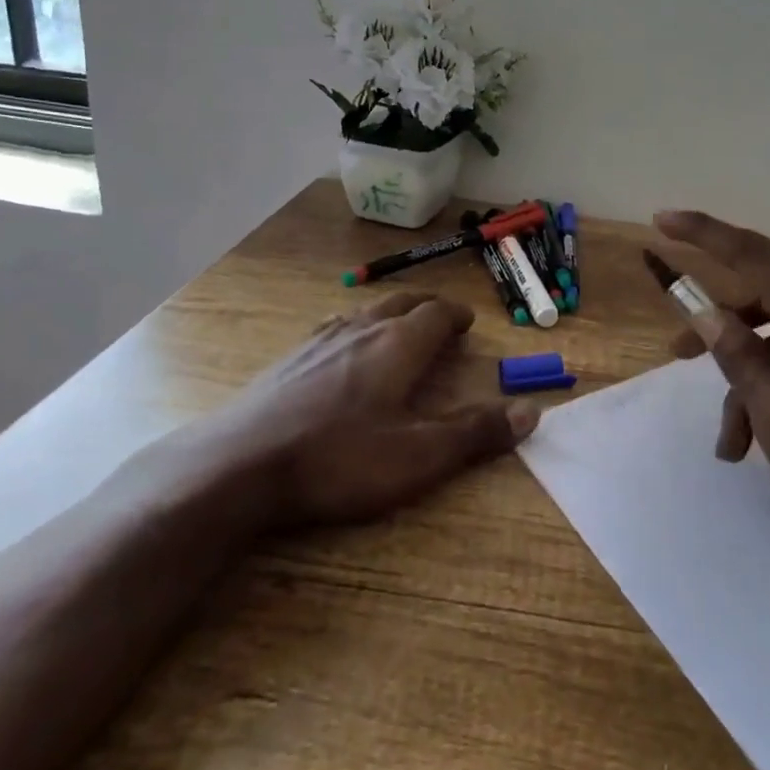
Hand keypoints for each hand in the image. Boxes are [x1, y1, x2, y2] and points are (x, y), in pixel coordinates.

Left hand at [221, 291, 536, 528]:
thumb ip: (475, 433)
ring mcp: (318, 340)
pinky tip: (339, 350)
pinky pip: (331, 328)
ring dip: (388, 313)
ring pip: (364, 312)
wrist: (238, 466)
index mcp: (398, 345)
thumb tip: (531, 410)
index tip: (467, 323)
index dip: (456, 316)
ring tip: (395, 326)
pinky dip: (352, 328)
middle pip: (401, 303)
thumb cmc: (338, 459)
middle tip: (439, 318)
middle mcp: (361, 330)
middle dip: (425, 307)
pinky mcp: (287, 360)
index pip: (436, 313)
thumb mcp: (418, 456)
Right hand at [654, 210, 769, 581]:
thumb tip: (706, 316)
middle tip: (674, 356)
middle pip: (767, 301)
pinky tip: (768, 449)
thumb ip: (742, 361)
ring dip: (751, 386)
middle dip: (721, 333)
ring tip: (733, 448)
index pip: (755, 257)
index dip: (704, 235)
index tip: (662, 219)